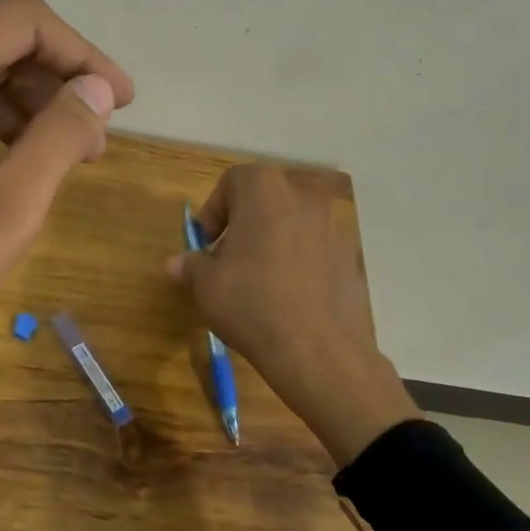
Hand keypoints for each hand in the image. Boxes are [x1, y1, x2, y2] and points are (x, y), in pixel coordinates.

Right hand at [170, 163, 419, 465]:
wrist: (316, 348)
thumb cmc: (250, 302)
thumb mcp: (205, 284)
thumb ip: (192, 264)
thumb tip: (177, 263)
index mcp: (264, 190)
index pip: (232, 181)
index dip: (214, 211)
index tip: (206, 244)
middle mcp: (302, 195)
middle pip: (265, 198)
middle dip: (243, 222)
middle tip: (229, 258)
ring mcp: (333, 224)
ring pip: (292, 222)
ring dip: (272, 240)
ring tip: (259, 279)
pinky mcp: (351, 254)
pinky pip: (315, 247)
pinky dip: (299, 260)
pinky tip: (289, 294)